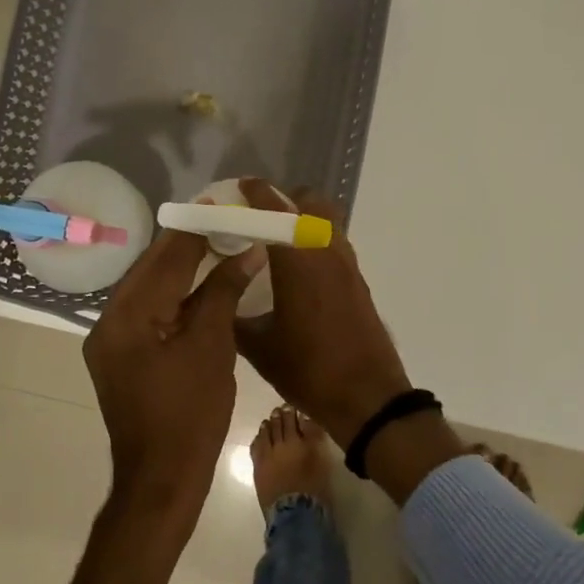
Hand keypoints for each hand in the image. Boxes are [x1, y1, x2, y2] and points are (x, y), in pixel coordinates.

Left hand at [83, 229, 264, 533]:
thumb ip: (223, 291)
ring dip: (182, 270)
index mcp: (127, 316)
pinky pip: (150, 313)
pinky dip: (176, 298)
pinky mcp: (122, 358)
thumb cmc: (190, 414)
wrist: (161, 480)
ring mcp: (112, 342)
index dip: (194, 229)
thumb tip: (247, 250)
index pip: (164, 258)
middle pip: (152, 269)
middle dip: (187, 245)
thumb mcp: (211, 346)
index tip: (221, 204)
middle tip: (224, 221)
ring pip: (150, 290)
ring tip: (218, 245)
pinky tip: (203, 287)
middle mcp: (109, 321)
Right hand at [233, 179, 411, 439]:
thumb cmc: (309, 369)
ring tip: (276, 243)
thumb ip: (233, 315)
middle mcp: (326, 250)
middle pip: (310, 202)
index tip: (238, 188)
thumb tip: (215, 296)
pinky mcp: (358, 280)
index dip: (255, 192)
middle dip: (284, 201)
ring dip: (303, 219)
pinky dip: (315, 241)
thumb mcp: (259, 347)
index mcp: (298, 259)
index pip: (273, 208)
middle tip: (258, 218)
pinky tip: (299, 271)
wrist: (368, 396)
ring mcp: (347, 264)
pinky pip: (334, 243)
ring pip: (327, 221)